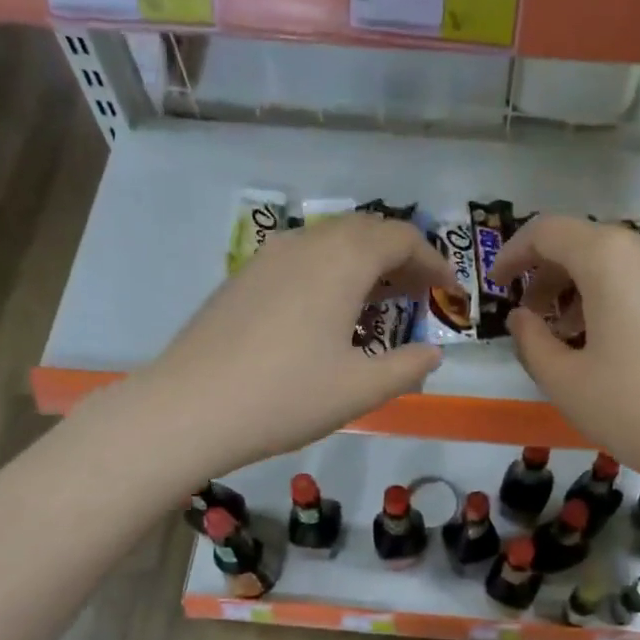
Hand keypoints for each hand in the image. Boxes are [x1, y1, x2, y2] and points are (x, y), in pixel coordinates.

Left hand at [94, 214, 454, 481]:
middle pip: (366, 230)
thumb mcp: (361, 390)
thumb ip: (407, 368)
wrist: (190, 408)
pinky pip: (302, 258)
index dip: (433, 260)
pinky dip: (331, 271)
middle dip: (400, 257)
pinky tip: (329, 312)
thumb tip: (432, 353)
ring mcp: (268, 257)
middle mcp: (306, 245)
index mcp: (341, 262)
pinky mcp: (244, 278)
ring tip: (380, 303)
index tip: (450, 290)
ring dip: (364, 263)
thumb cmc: (286, 397)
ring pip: (330, 242)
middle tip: (420, 294)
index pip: (400, 238)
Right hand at [490, 215, 639, 489]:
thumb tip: (523, 317)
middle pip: (591, 244)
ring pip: (629, 265)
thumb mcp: (563, 381)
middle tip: (537, 317)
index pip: (549, 231)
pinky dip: (633, 303)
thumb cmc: (631, 408)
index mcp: (611, 260)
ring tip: (581, 336)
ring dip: (593, 290)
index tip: (499, 284)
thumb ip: (530, 340)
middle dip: (554, 275)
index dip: (514, 253)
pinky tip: (632, 349)